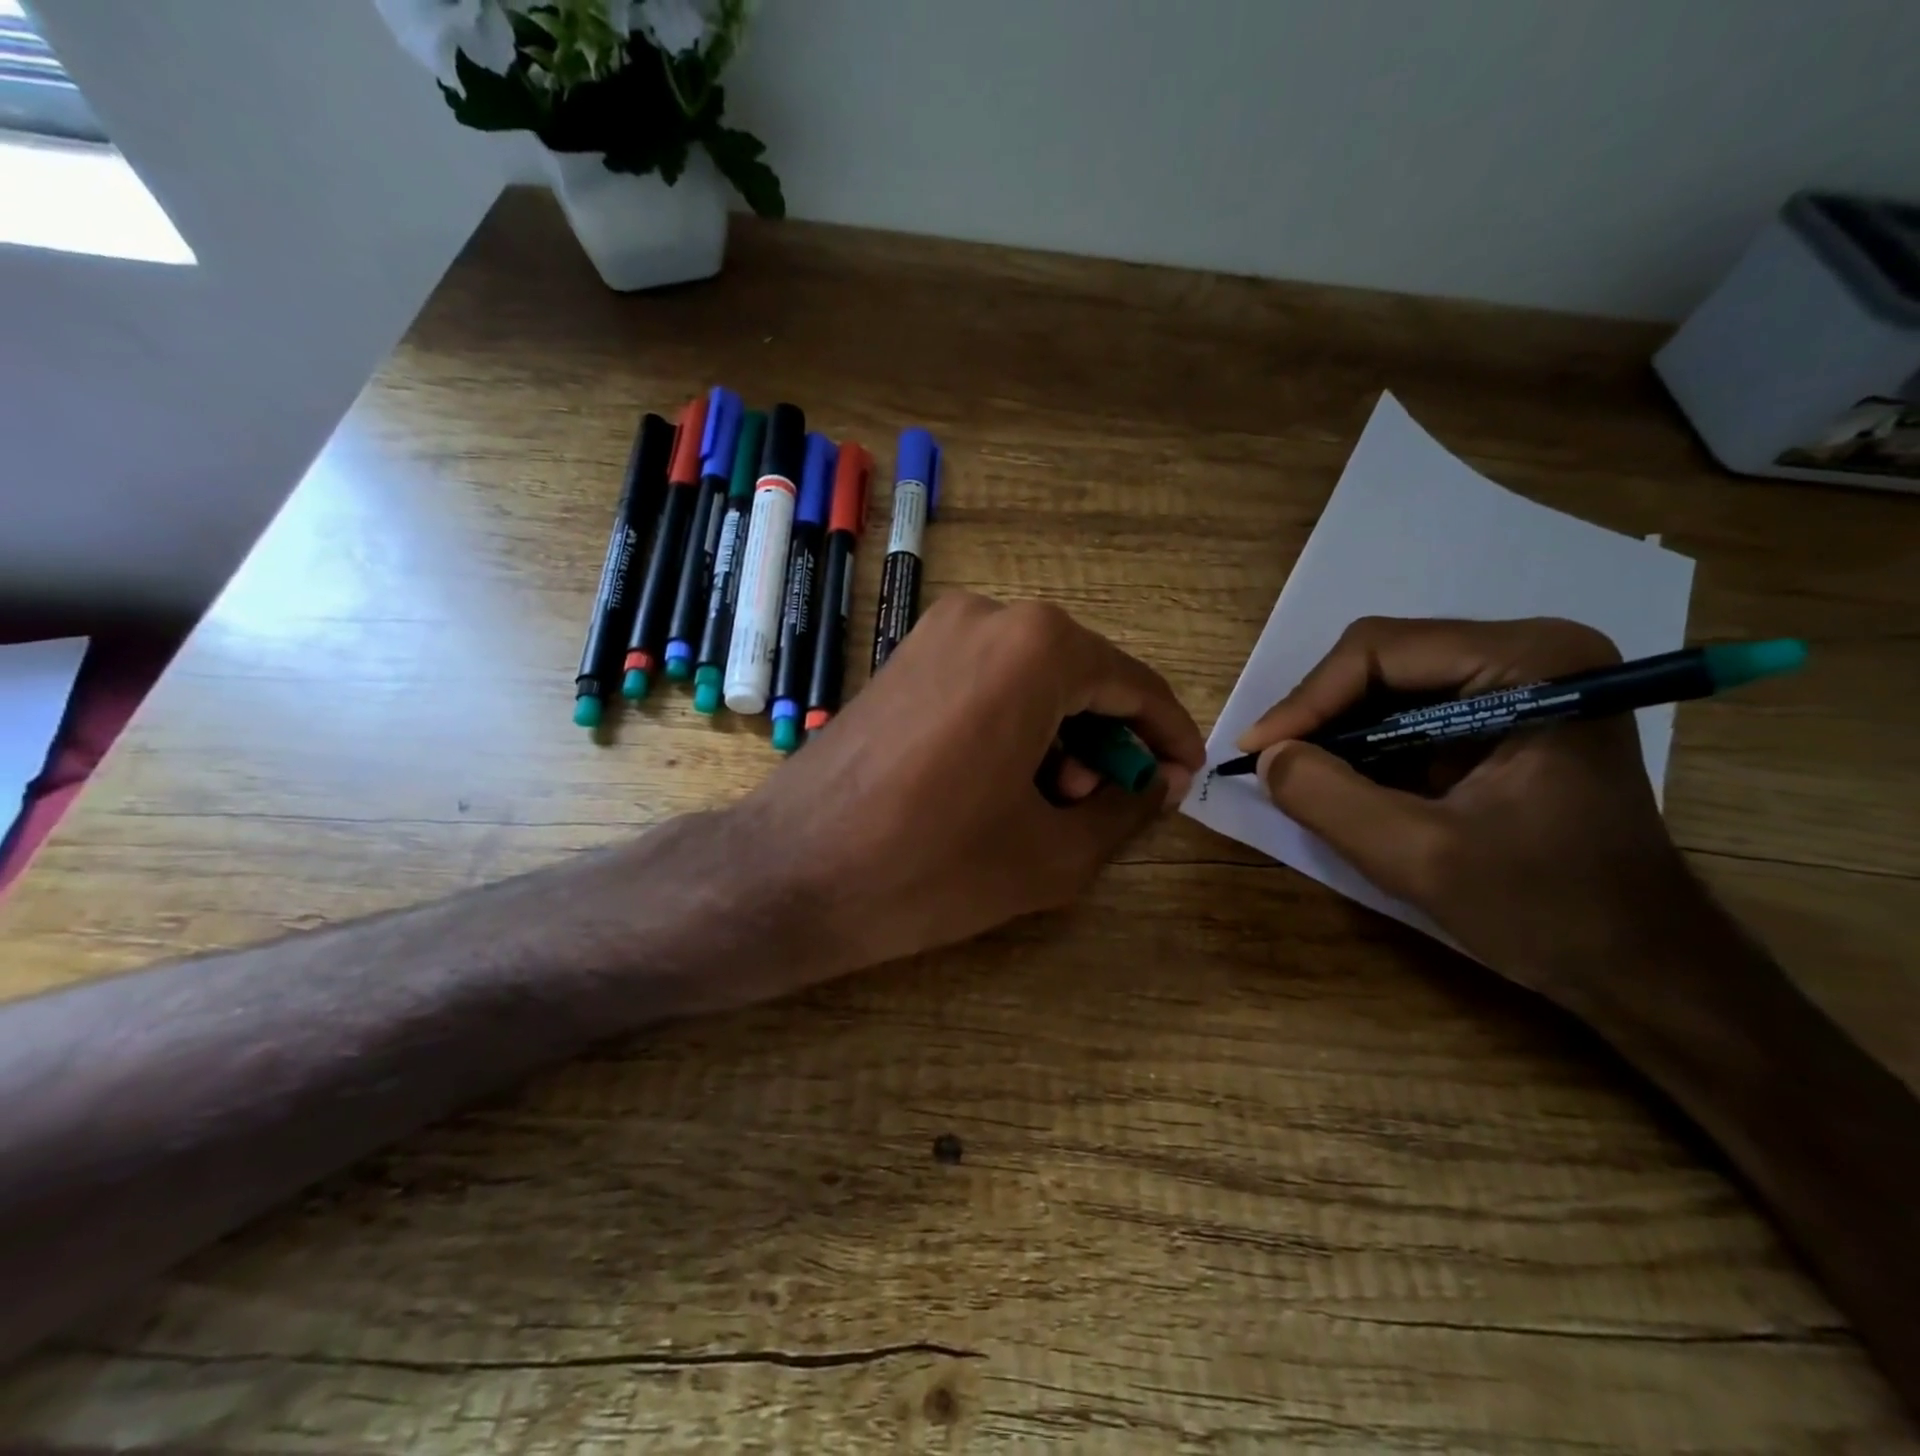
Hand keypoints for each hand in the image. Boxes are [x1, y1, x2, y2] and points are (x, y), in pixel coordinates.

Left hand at [733, 593, 1204, 979]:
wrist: (787, 873)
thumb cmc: (929, 866)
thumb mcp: (1053, 854)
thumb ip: (1125, 810)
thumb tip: (1155, 783)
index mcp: (1037, 648)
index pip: (1135, 686)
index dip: (1169, 740)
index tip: (1181, 787)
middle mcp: (988, 616)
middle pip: (1081, 679)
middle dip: (1103, 743)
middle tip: (1089, 810)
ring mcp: (935, 630)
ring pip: (1032, 680)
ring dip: (1055, 738)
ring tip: (1036, 807)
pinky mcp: (901, 658)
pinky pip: (985, 683)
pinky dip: (1010, 726)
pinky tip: (991, 785)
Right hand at [1235, 617, 1711, 1010]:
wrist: (1639, 964)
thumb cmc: (1547, 909)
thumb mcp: (1421, 858)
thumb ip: (1328, 799)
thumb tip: (1267, 757)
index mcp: (1533, 662)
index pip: (1380, 650)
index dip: (1307, 700)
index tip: (1256, 753)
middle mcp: (1529, 651)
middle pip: (1381, 659)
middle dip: (1319, 715)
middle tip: (1272, 766)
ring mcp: (1518, 682)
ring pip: (1386, 685)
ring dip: (1337, 733)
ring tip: (1301, 778)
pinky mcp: (1502, 716)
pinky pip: (1406, 713)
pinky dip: (1364, 748)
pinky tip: (1344, 785)